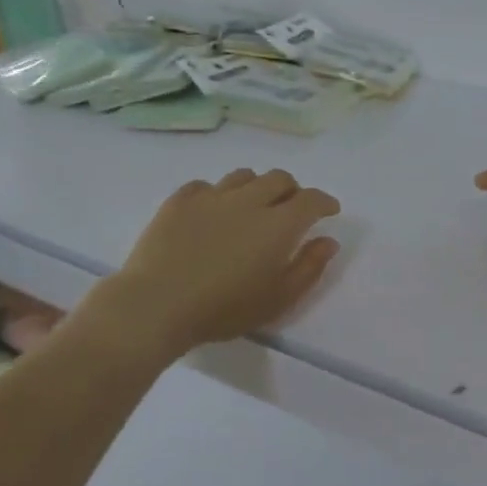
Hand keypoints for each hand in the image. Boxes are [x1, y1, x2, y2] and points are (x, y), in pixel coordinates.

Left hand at [101, 168, 341, 356]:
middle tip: (292, 209)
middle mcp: (248, 201)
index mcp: (278, 224)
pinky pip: (206, 186)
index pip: (311, 199)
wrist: (156, 304)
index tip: (329, 210)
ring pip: (243, 176)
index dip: (325, 202)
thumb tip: (328, 241)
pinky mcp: (179, 201)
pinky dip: (218, 193)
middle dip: (292, 190)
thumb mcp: (279, 299)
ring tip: (254, 206)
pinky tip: (214, 211)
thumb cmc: (224, 309)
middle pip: (279, 179)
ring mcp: (211, 197)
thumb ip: (309, 267)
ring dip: (257, 186)